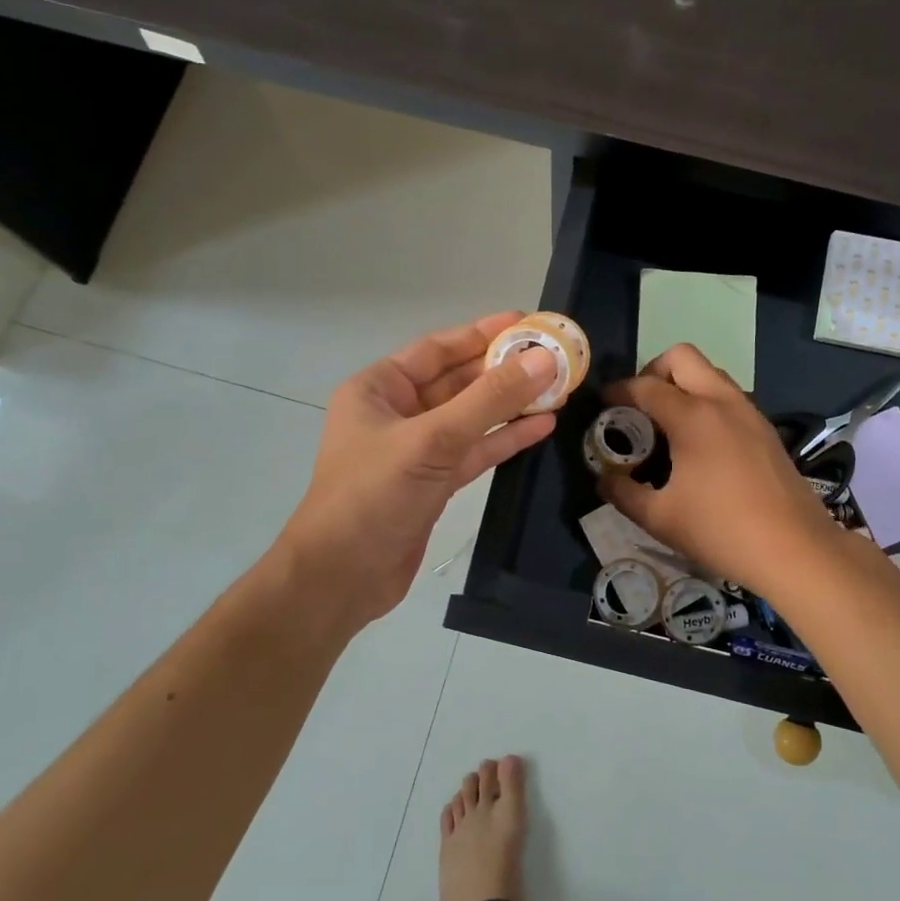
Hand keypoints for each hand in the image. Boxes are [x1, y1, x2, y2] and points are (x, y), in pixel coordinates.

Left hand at [281, 312, 558, 627]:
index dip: (482, 334)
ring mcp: (416, 450)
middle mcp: (397, 413)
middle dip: (503, 371)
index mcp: (379, 389)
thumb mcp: (431, 439)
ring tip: (557, 389)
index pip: (437, 350)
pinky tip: (541, 427)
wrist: (342, 577)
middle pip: (458, 382)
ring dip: (510, 405)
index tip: (526, 323)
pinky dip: (504, 439)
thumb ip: (489, 400)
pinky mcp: (433, 483)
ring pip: (470, 418)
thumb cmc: (373, 496)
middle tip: (553, 357)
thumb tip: (543, 359)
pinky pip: (474, 451)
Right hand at [598, 344, 844, 599]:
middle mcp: (722, 401)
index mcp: (693, 416)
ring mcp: (749, 412)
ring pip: (710, 374)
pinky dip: (706, 403)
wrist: (795, 549)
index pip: (645, 386)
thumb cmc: (721, 530)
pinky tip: (700, 444)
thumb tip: (604, 480)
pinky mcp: (766, 429)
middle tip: (639, 406)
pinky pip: (728, 397)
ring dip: (684, 385)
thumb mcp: (659, 518)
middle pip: (682, 357)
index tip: (603, 405)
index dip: (618, 391)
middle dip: (653, 371)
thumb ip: (623, 493)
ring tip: (667, 424)